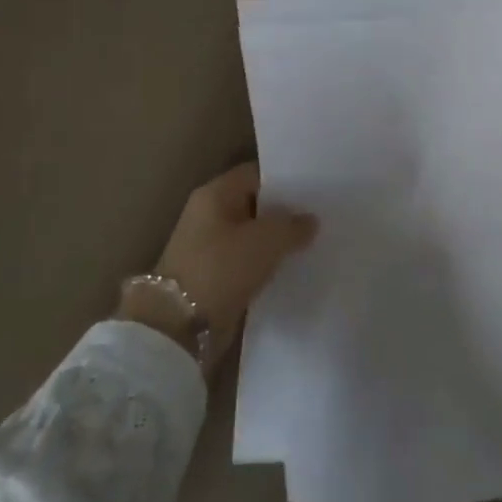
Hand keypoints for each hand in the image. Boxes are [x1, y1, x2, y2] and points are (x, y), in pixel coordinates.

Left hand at [121, 162, 315, 371]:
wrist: (180, 327)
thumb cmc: (221, 269)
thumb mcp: (266, 240)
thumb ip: (292, 226)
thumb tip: (310, 220)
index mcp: (215, 195)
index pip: (256, 175)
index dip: (285, 179)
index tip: (316, 188)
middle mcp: (209, 215)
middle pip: (254, 204)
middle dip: (285, 211)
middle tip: (321, 215)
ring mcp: (209, 247)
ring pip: (253, 235)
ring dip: (277, 241)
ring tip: (313, 242)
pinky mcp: (214, 276)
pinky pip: (247, 261)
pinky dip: (267, 264)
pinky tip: (293, 267)